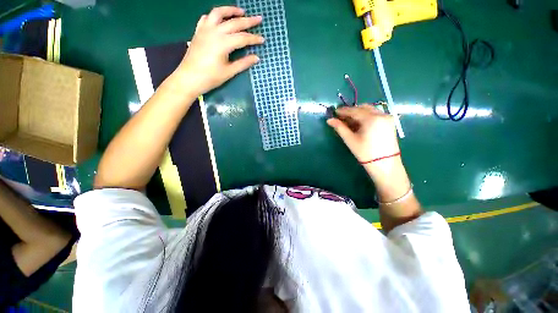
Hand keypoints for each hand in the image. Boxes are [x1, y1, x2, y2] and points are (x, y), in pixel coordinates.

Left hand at [174, 6, 263, 95]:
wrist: (189, 78)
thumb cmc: (210, 77)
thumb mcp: (229, 72)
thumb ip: (243, 63)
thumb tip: (256, 58)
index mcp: (224, 43)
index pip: (243, 38)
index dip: (254, 39)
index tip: (263, 40)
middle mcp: (215, 32)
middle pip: (234, 23)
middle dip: (248, 21)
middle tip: (258, 18)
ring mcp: (205, 29)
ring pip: (219, 13)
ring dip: (230, 10)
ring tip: (240, 11)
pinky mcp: (198, 31)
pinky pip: (207, 18)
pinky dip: (215, 16)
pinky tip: (220, 19)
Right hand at [327, 105, 399, 163]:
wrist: (385, 164)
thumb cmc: (365, 153)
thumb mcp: (350, 139)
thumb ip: (340, 127)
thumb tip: (329, 120)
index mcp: (372, 119)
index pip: (354, 111)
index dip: (343, 111)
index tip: (335, 111)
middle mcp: (381, 114)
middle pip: (363, 108)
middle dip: (351, 111)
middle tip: (341, 117)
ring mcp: (387, 118)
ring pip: (370, 110)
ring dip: (359, 113)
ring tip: (349, 121)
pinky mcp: (390, 122)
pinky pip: (376, 114)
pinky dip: (366, 116)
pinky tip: (359, 123)